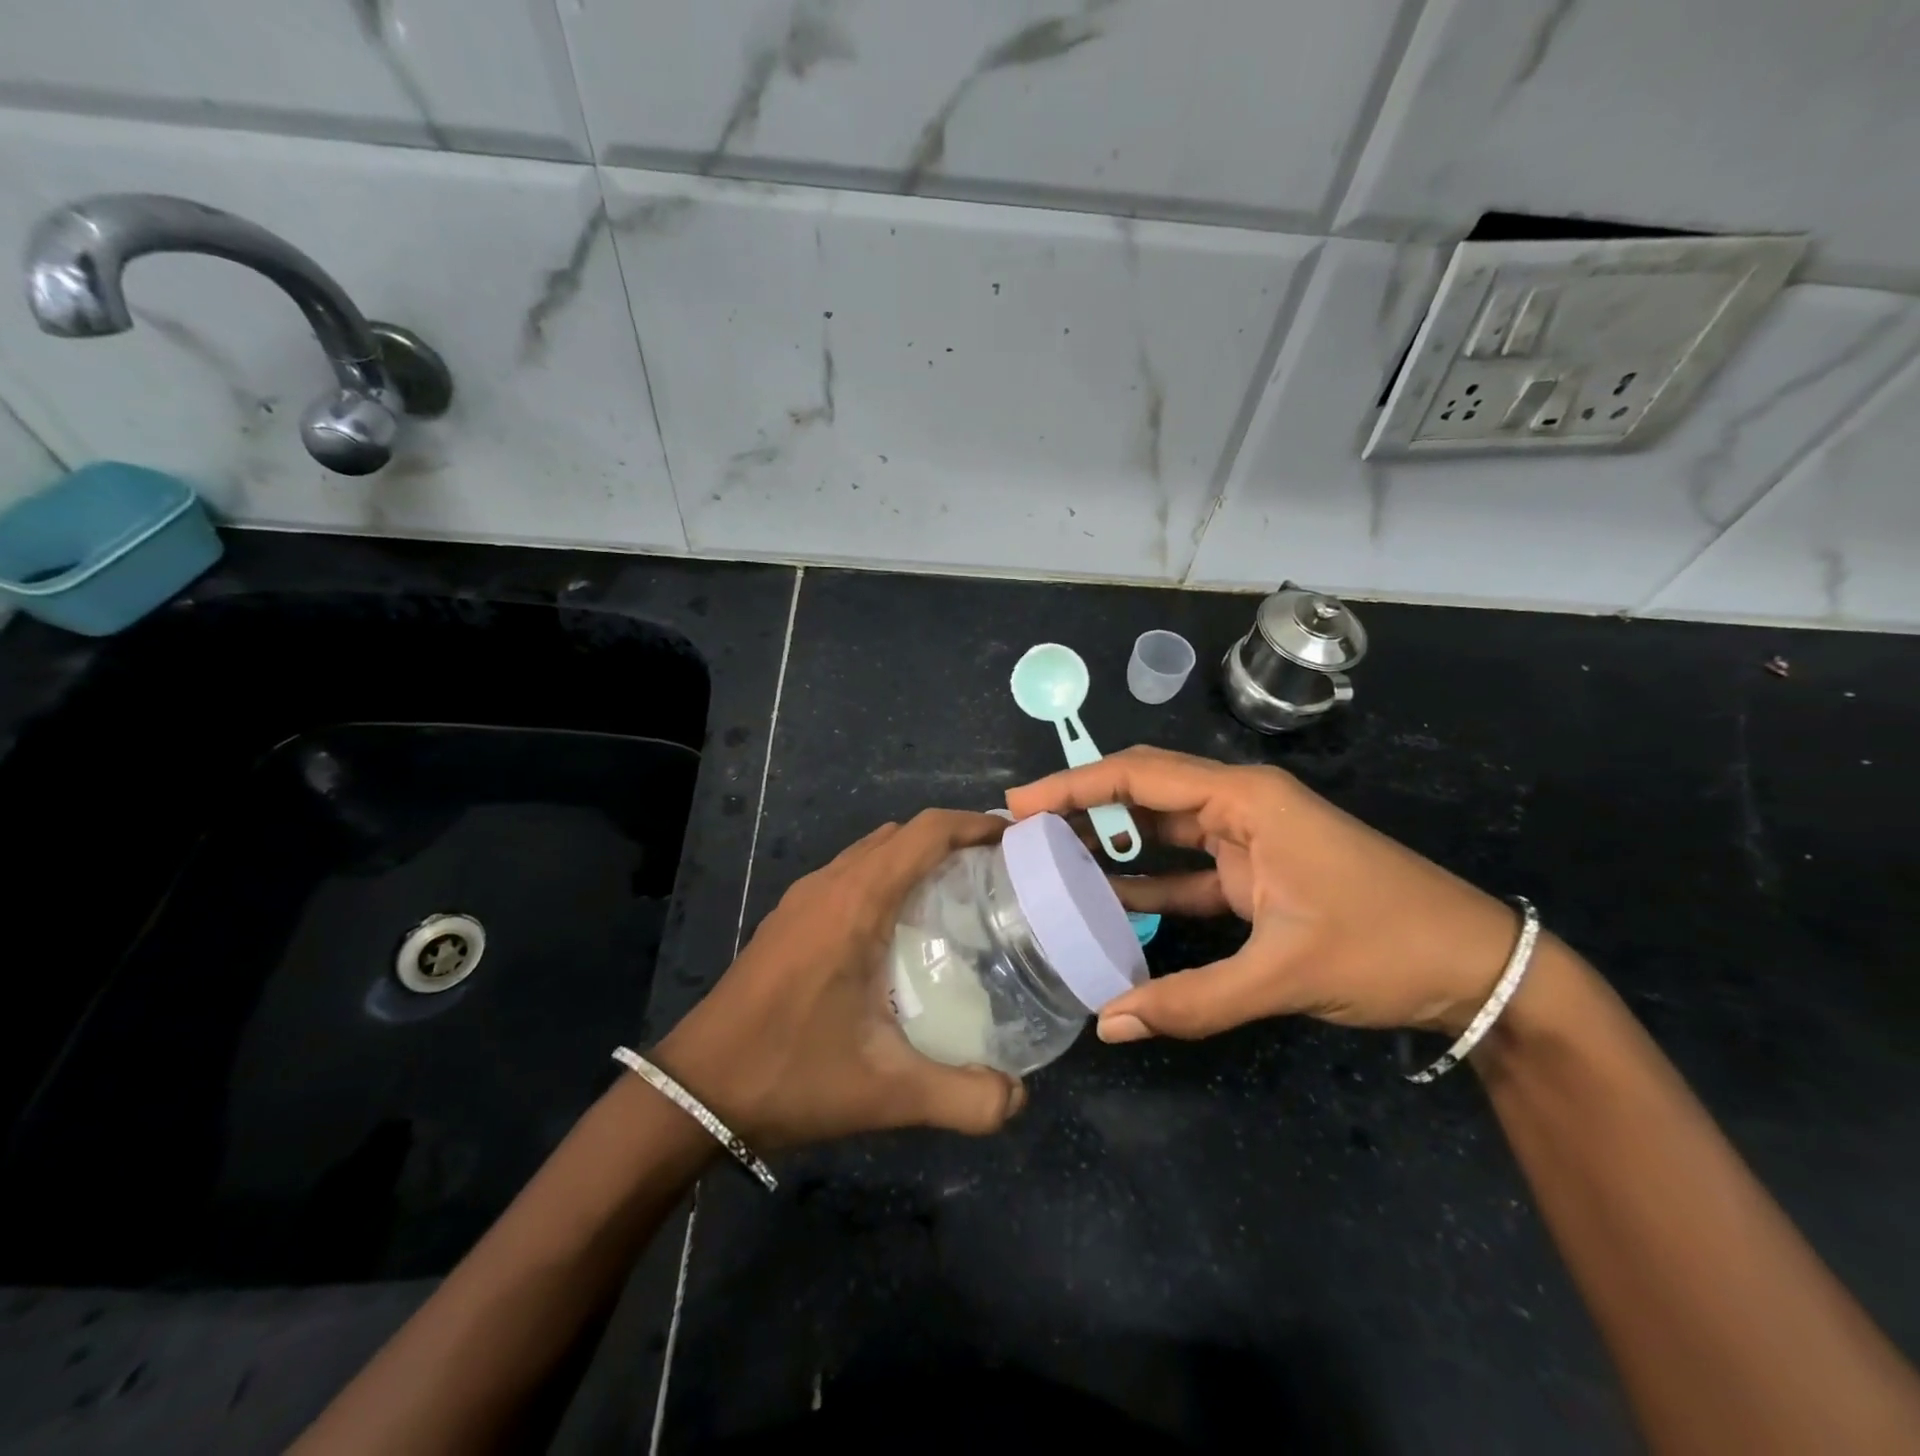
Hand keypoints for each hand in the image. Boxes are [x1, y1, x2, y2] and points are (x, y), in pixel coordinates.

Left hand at [653, 810, 1026, 1149]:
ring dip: (918, 856)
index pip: (926, 831)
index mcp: (856, 901)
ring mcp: (803, 898)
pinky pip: (851, 874)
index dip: (975, 824)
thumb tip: (1019, 1099)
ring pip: (873, 851)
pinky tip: (902, 928)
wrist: (694, 1089)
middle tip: (1001, 875)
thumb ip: (963, 1098)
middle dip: (954, 839)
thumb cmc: (790, 1073)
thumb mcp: (885, 1092)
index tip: (1017, 842)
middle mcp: (830, 883)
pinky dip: (888, 876)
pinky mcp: (789, 918)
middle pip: (903, 834)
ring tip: (961, 895)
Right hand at [1006, 746, 1517, 1041]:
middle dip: (1081, 806)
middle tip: (1019, 831)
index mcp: (1246, 799)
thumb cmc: (1386, 945)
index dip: (1074, 785)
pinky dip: (1143, 881)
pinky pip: (1182, 869)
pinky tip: (1101, 900)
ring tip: (1045, 859)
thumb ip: (1193, 999)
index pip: (1141, 777)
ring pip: (1158, 830)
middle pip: (1143, 793)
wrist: (1476, 968)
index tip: (1018, 804)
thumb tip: (1108, 1022)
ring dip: (1107, 842)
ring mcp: (1246, 840)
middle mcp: (1239, 806)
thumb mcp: (1286, 973)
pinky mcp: (1252, 874)